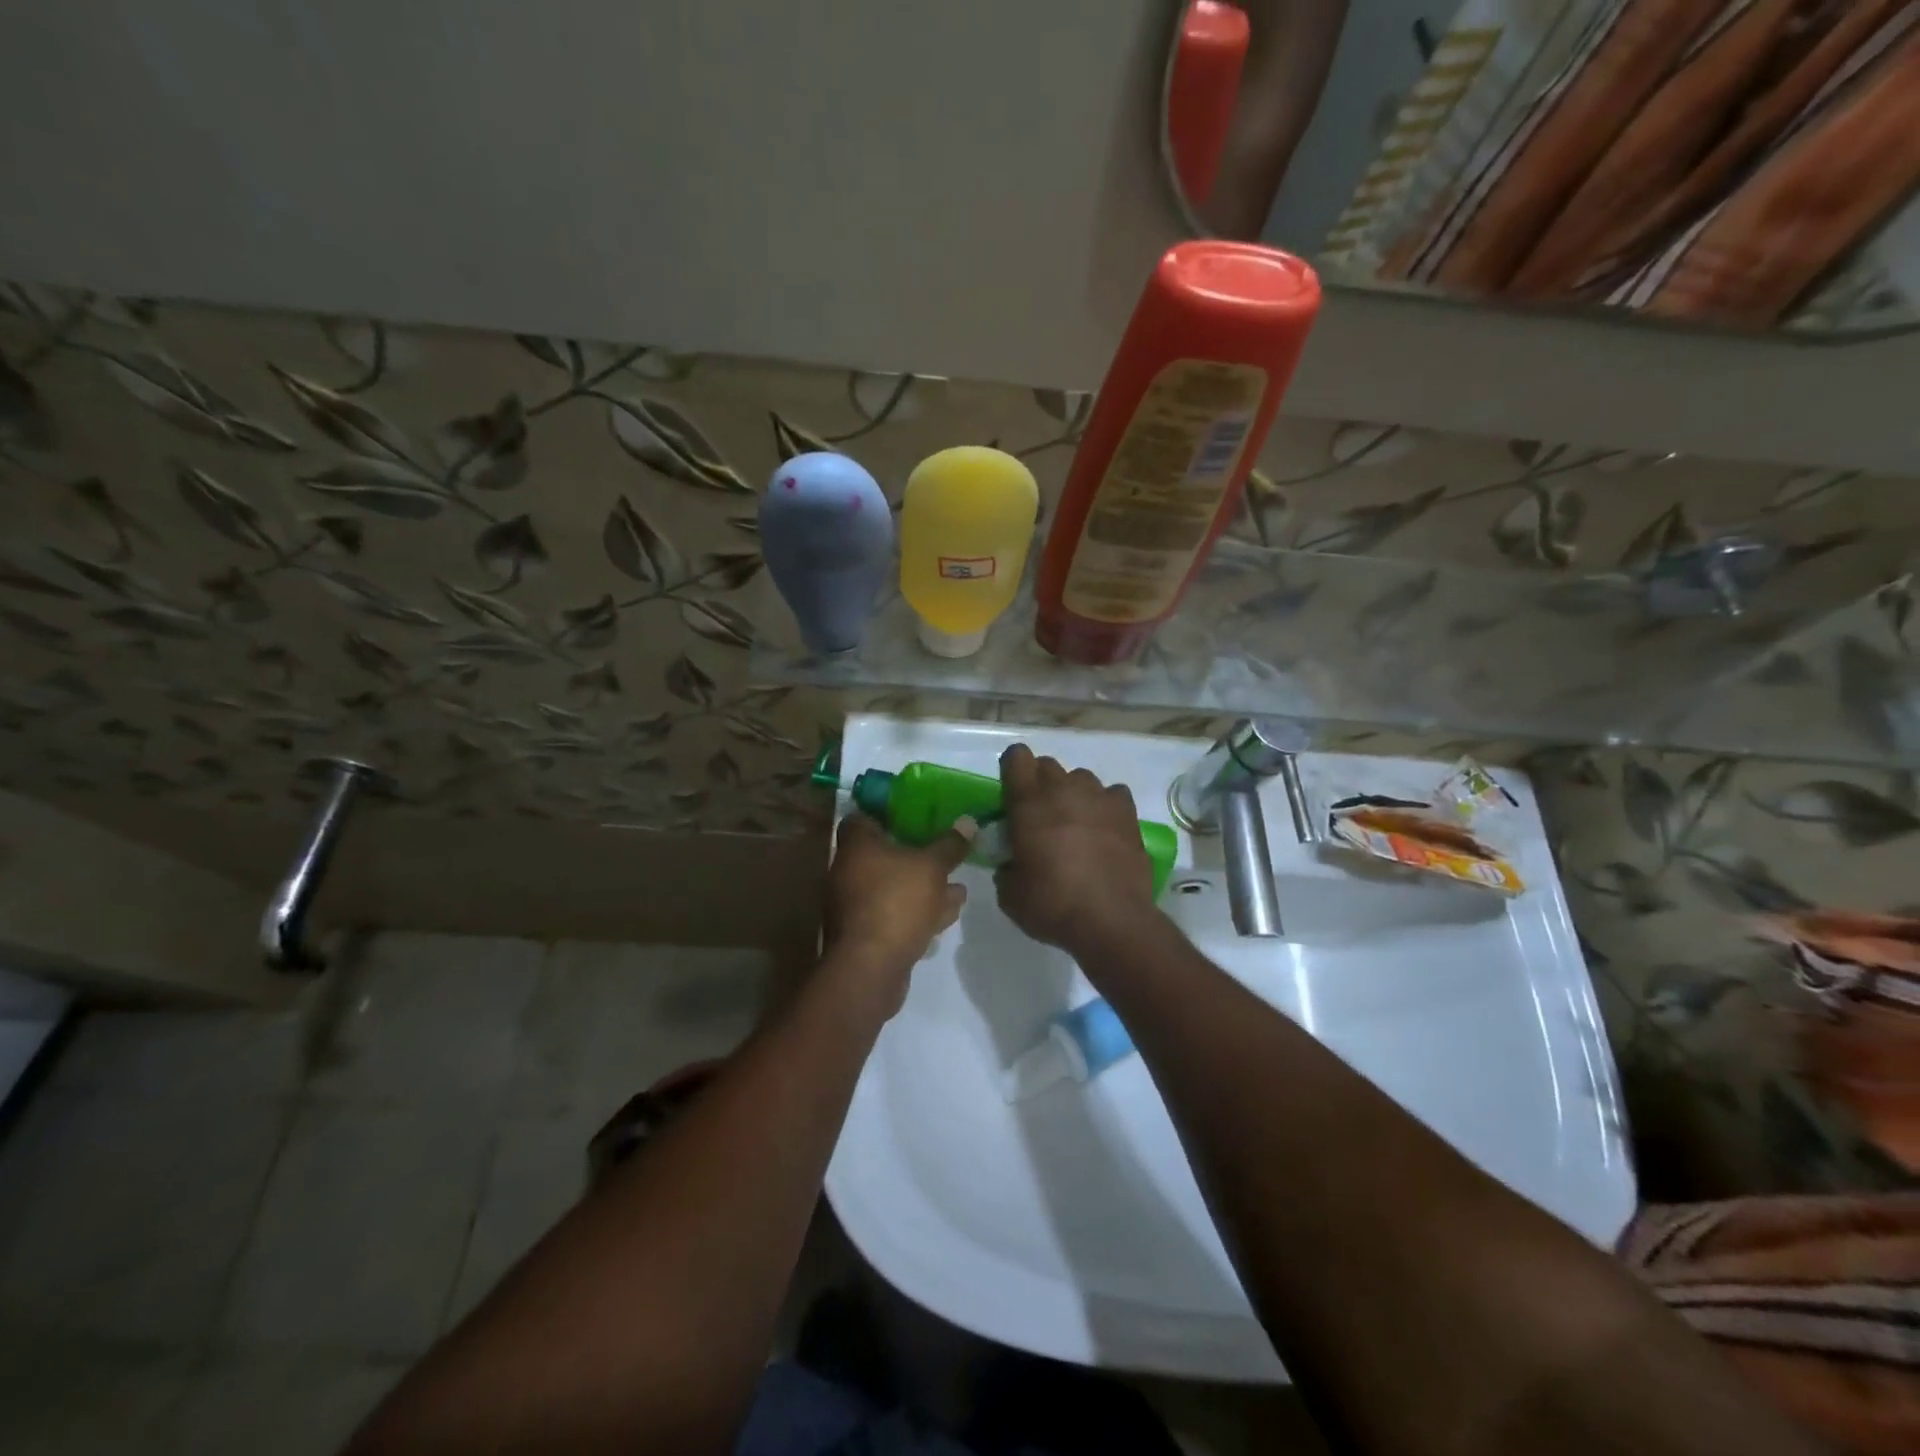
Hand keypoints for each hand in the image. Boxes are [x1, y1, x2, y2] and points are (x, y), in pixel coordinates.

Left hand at [823, 812, 970, 1011]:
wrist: (870, 968)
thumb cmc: (896, 902)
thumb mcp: (932, 867)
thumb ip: (950, 845)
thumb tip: (968, 821)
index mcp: (856, 846)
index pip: (863, 817)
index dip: (888, 814)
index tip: (915, 814)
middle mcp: (849, 872)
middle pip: (882, 855)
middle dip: (916, 856)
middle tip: (944, 852)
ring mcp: (855, 906)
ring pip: (893, 887)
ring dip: (923, 887)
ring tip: (957, 886)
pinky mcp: (866, 935)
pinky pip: (895, 914)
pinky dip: (918, 912)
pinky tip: (947, 914)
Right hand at [994, 744, 1159, 960]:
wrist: (1110, 920)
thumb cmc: (1052, 904)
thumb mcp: (1010, 893)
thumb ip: (1006, 867)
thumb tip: (1013, 862)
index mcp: (1028, 802)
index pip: (1016, 757)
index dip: (1012, 770)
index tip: (1011, 794)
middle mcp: (1063, 790)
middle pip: (1048, 765)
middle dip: (1040, 784)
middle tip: (1040, 817)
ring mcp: (1099, 798)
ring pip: (1081, 778)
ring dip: (1073, 794)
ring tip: (1075, 824)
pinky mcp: (1127, 813)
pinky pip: (1113, 794)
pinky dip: (1106, 806)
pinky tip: (1105, 828)